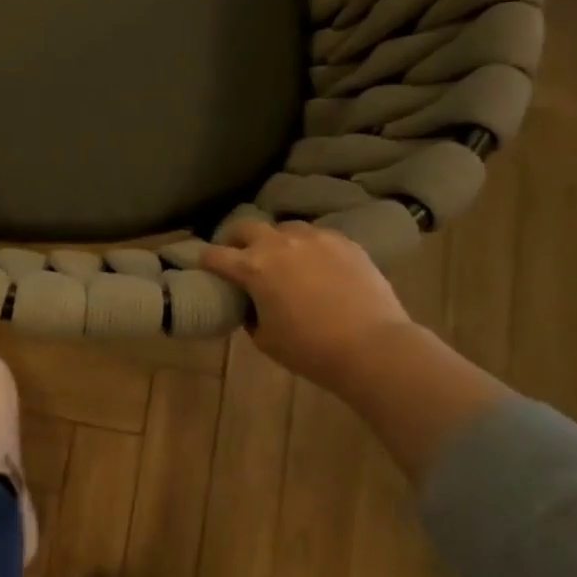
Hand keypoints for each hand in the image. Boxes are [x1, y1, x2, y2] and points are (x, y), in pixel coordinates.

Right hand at [200, 221, 414, 392]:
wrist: (373, 347)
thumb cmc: (310, 349)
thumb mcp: (265, 339)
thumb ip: (251, 314)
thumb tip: (252, 304)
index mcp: (253, 267)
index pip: (215, 255)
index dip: (204, 260)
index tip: (203, 265)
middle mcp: (280, 244)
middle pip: (246, 227)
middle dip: (236, 239)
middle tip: (238, 256)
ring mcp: (316, 239)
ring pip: (285, 228)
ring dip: (275, 241)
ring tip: (282, 259)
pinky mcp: (346, 242)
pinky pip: (318, 236)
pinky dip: (309, 247)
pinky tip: (316, 265)